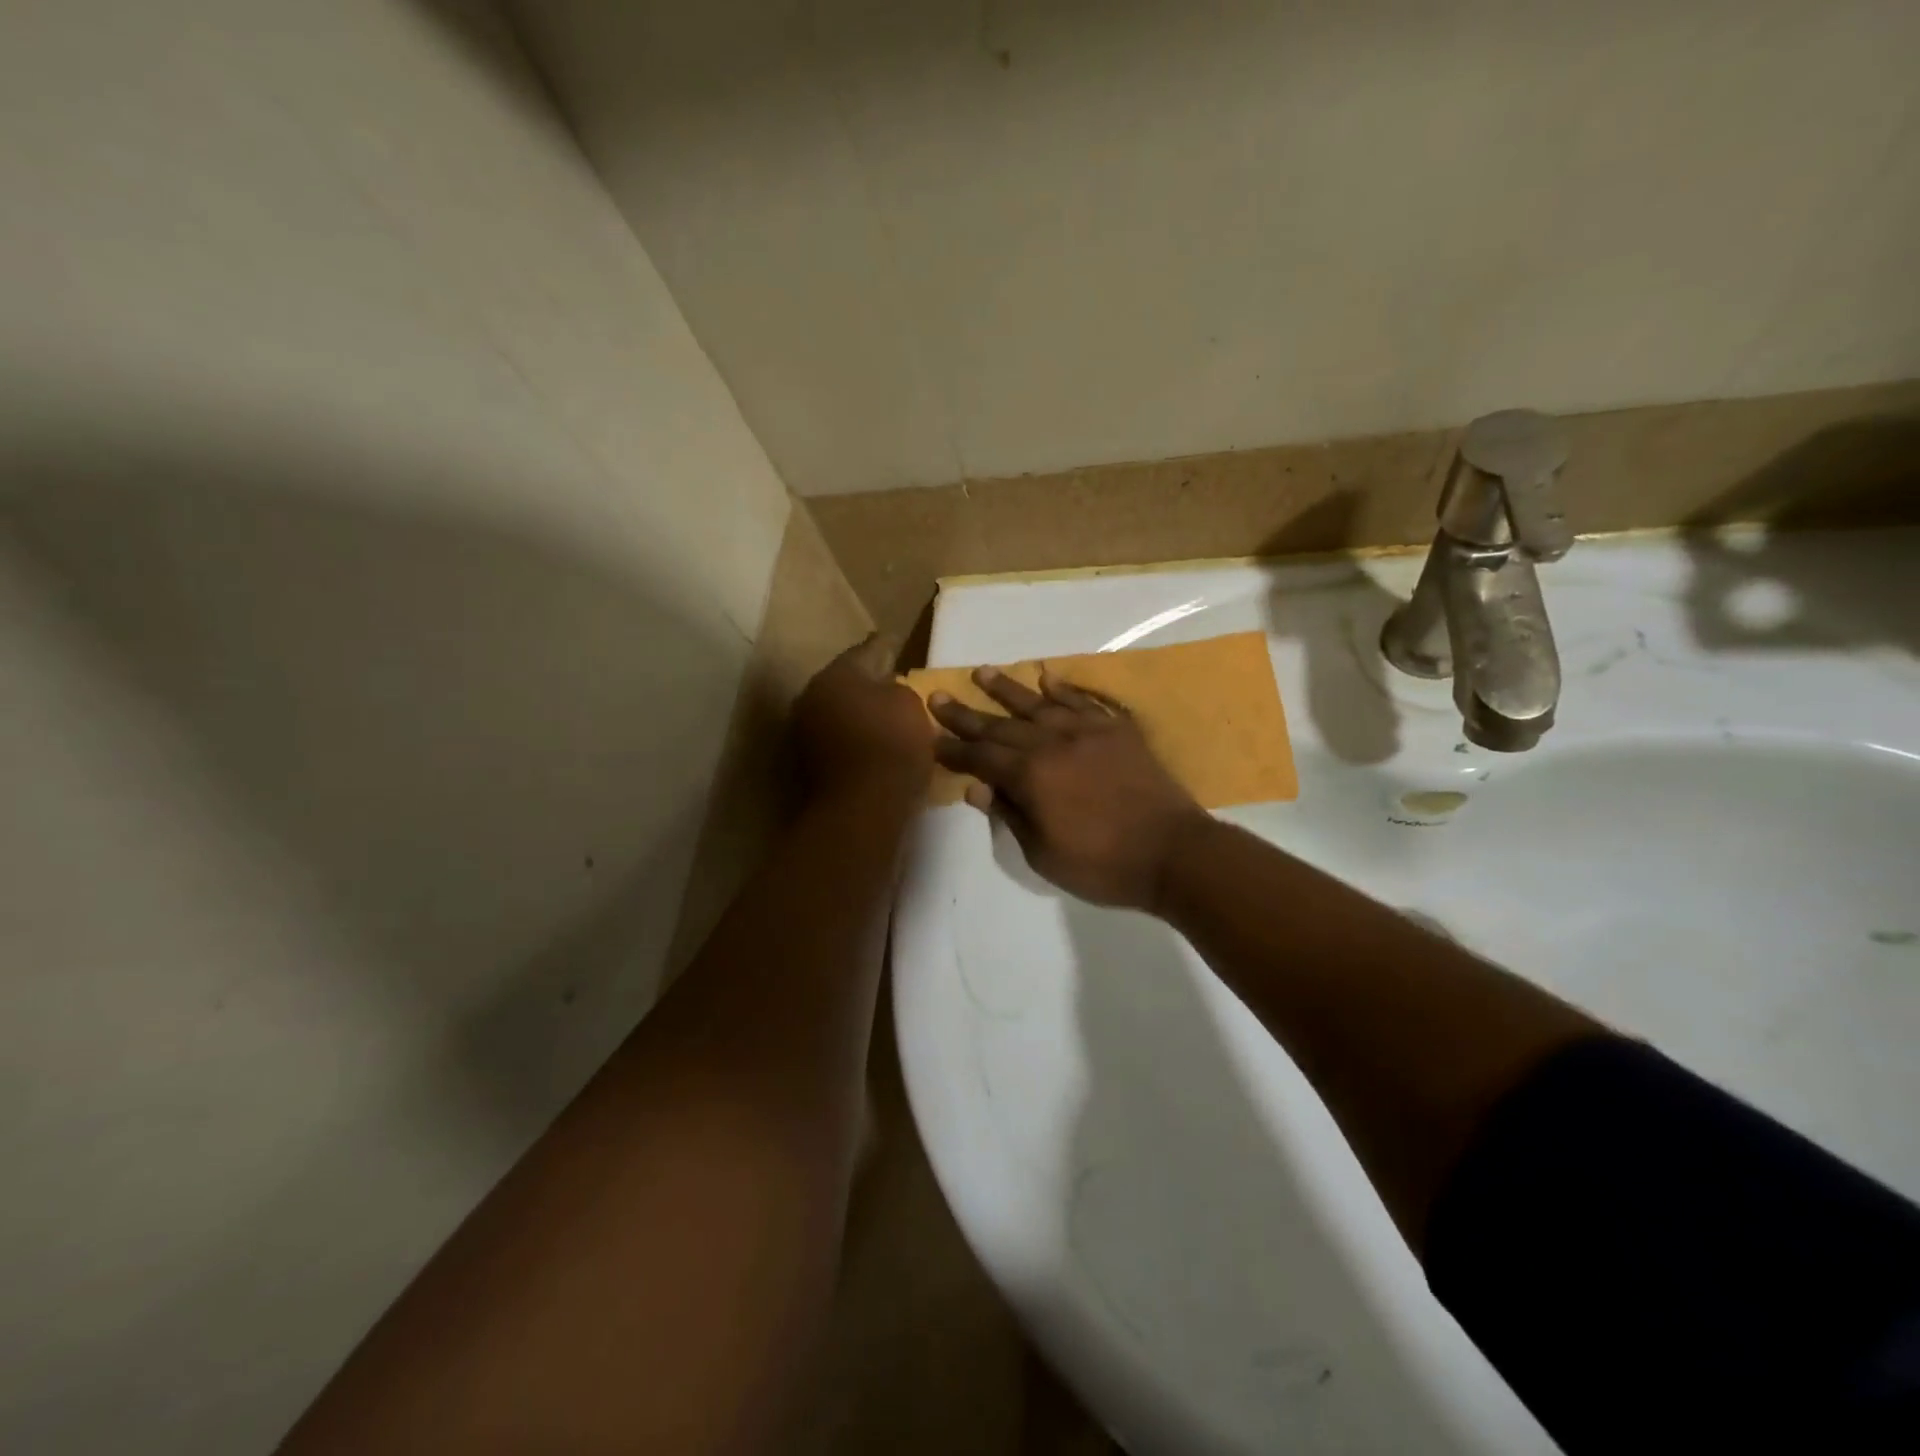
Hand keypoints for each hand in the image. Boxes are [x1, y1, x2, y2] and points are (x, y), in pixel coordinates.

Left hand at [794, 634, 933, 796]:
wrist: (861, 810)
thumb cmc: (892, 748)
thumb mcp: (911, 706)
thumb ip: (898, 689)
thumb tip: (885, 690)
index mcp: (837, 674)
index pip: (867, 650)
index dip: (886, 645)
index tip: (895, 642)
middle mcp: (812, 696)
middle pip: (846, 681)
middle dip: (868, 681)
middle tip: (893, 680)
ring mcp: (805, 731)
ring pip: (839, 710)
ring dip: (859, 711)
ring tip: (886, 715)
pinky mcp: (808, 762)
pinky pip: (837, 737)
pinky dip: (853, 736)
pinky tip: (874, 743)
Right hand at [928, 667, 1207, 910]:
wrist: (1174, 853)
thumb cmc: (1103, 864)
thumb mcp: (1044, 854)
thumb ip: (1010, 815)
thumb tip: (976, 787)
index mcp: (1032, 776)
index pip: (981, 757)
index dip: (954, 750)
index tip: (930, 739)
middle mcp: (1053, 743)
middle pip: (1001, 725)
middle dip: (966, 714)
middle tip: (938, 696)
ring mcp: (1088, 732)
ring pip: (1039, 704)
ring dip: (1008, 688)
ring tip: (983, 672)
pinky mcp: (1117, 731)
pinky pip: (1084, 702)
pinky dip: (1064, 689)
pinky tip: (1047, 678)